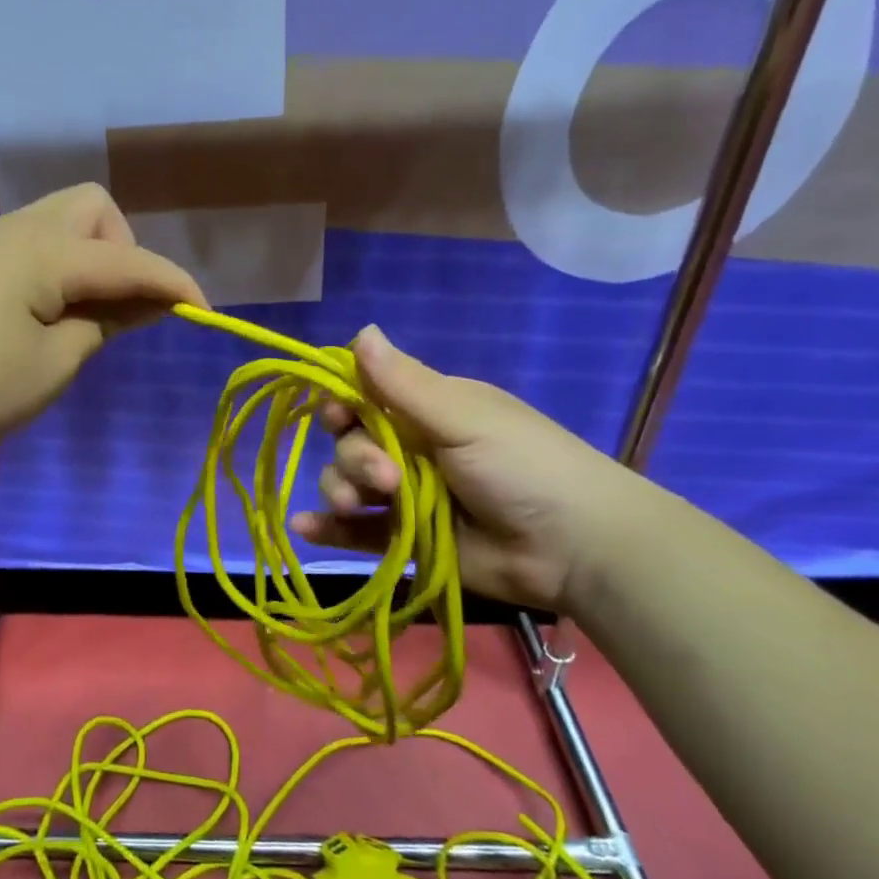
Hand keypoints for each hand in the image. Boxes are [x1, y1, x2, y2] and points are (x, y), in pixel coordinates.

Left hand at [0, 184, 206, 456]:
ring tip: (85, 313)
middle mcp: (18, 230)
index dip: (172, 283)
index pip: (128, 259)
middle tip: (117, 305)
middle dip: (123, 249)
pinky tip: (47, 313)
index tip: (204, 313)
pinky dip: (59, 266)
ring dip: (91, 256)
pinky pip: (34, 242)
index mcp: (45, 251)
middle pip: (93, 208)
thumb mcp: (55, 362)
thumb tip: (144, 302)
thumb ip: (105, 323)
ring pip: (61, 221)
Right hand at [289, 326, 654, 612]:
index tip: (336, 415)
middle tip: (385, 478)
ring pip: (346, 484)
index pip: (363, 396)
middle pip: (349, 443)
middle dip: (355, 458)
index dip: (341, 403)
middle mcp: (410, 449)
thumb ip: (403, 383)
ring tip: (360, 506)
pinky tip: (303, 527)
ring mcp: (405, 496)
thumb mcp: (463, 417)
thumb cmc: (523, 466)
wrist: (576, 548)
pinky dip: (327, 528)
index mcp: (426, 411)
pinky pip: (354, 531)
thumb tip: (361, 329)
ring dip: (340, 490)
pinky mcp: (404, 539)